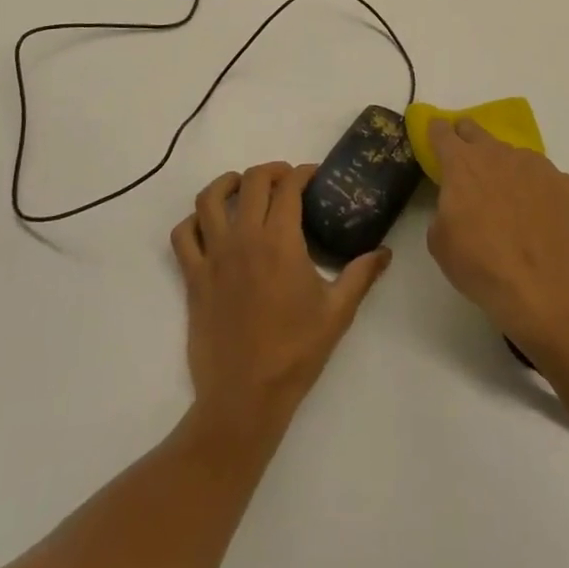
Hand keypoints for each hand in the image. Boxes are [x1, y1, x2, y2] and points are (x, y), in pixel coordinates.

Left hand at [171, 163, 391, 440]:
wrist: (245, 397)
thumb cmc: (295, 352)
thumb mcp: (337, 312)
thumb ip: (361, 275)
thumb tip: (384, 252)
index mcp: (280, 241)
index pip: (288, 187)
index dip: (302, 173)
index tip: (314, 176)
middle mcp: (244, 238)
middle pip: (252, 181)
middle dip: (271, 171)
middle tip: (286, 180)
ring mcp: (214, 256)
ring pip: (210, 199)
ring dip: (227, 183)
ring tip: (242, 187)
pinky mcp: (193, 277)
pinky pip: (183, 235)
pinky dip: (193, 220)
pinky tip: (209, 224)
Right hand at [425, 119, 568, 349]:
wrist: (544, 290)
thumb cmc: (481, 266)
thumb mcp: (440, 242)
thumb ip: (444, 209)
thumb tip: (458, 205)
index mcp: (463, 164)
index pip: (442, 132)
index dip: (437, 133)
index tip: (437, 137)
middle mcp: (499, 154)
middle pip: (477, 131)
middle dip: (469, 140)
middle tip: (469, 164)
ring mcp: (538, 166)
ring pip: (516, 158)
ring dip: (509, 172)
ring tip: (514, 208)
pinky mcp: (568, 184)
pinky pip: (549, 181)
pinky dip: (542, 194)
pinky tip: (544, 221)